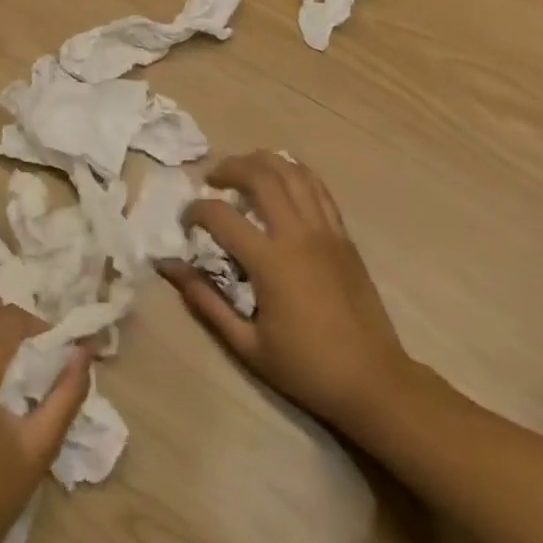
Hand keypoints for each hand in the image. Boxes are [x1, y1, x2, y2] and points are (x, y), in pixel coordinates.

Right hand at [160, 151, 415, 437]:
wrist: (373, 381)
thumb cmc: (306, 368)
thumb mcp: (247, 345)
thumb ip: (205, 301)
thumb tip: (169, 268)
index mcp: (271, 262)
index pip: (221, 216)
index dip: (195, 211)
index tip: (186, 221)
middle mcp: (298, 235)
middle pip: (260, 176)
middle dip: (229, 168)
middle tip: (212, 179)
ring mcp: (326, 231)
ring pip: (293, 173)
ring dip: (263, 161)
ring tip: (244, 169)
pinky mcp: (344, 236)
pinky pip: (319, 189)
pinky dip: (296, 173)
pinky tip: (282, 178)